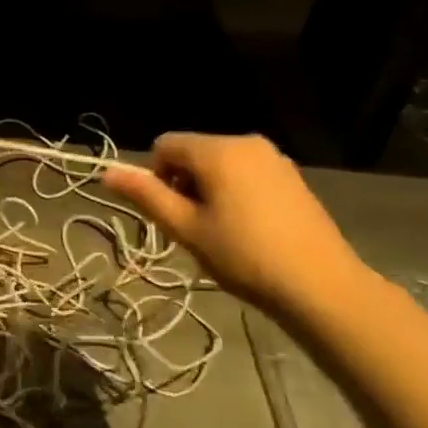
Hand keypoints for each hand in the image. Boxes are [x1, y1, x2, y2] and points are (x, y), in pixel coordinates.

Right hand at [104, 133, 368, 319]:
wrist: (320, 285)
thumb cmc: (244, 256)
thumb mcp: (186, 229)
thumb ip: (146, 196)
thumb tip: (107, 172)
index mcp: (217, 150)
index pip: (164, 145)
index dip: (157, 178)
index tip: (173, 215)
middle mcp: (245, 142)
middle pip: (193, 152)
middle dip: (184, 184)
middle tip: (196, 229)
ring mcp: (274, 157)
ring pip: (219, 164)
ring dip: (209, 191)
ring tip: (224, 233)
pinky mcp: (291, 176)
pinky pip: (246, 173)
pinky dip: (236, 193)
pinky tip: (250, 230)